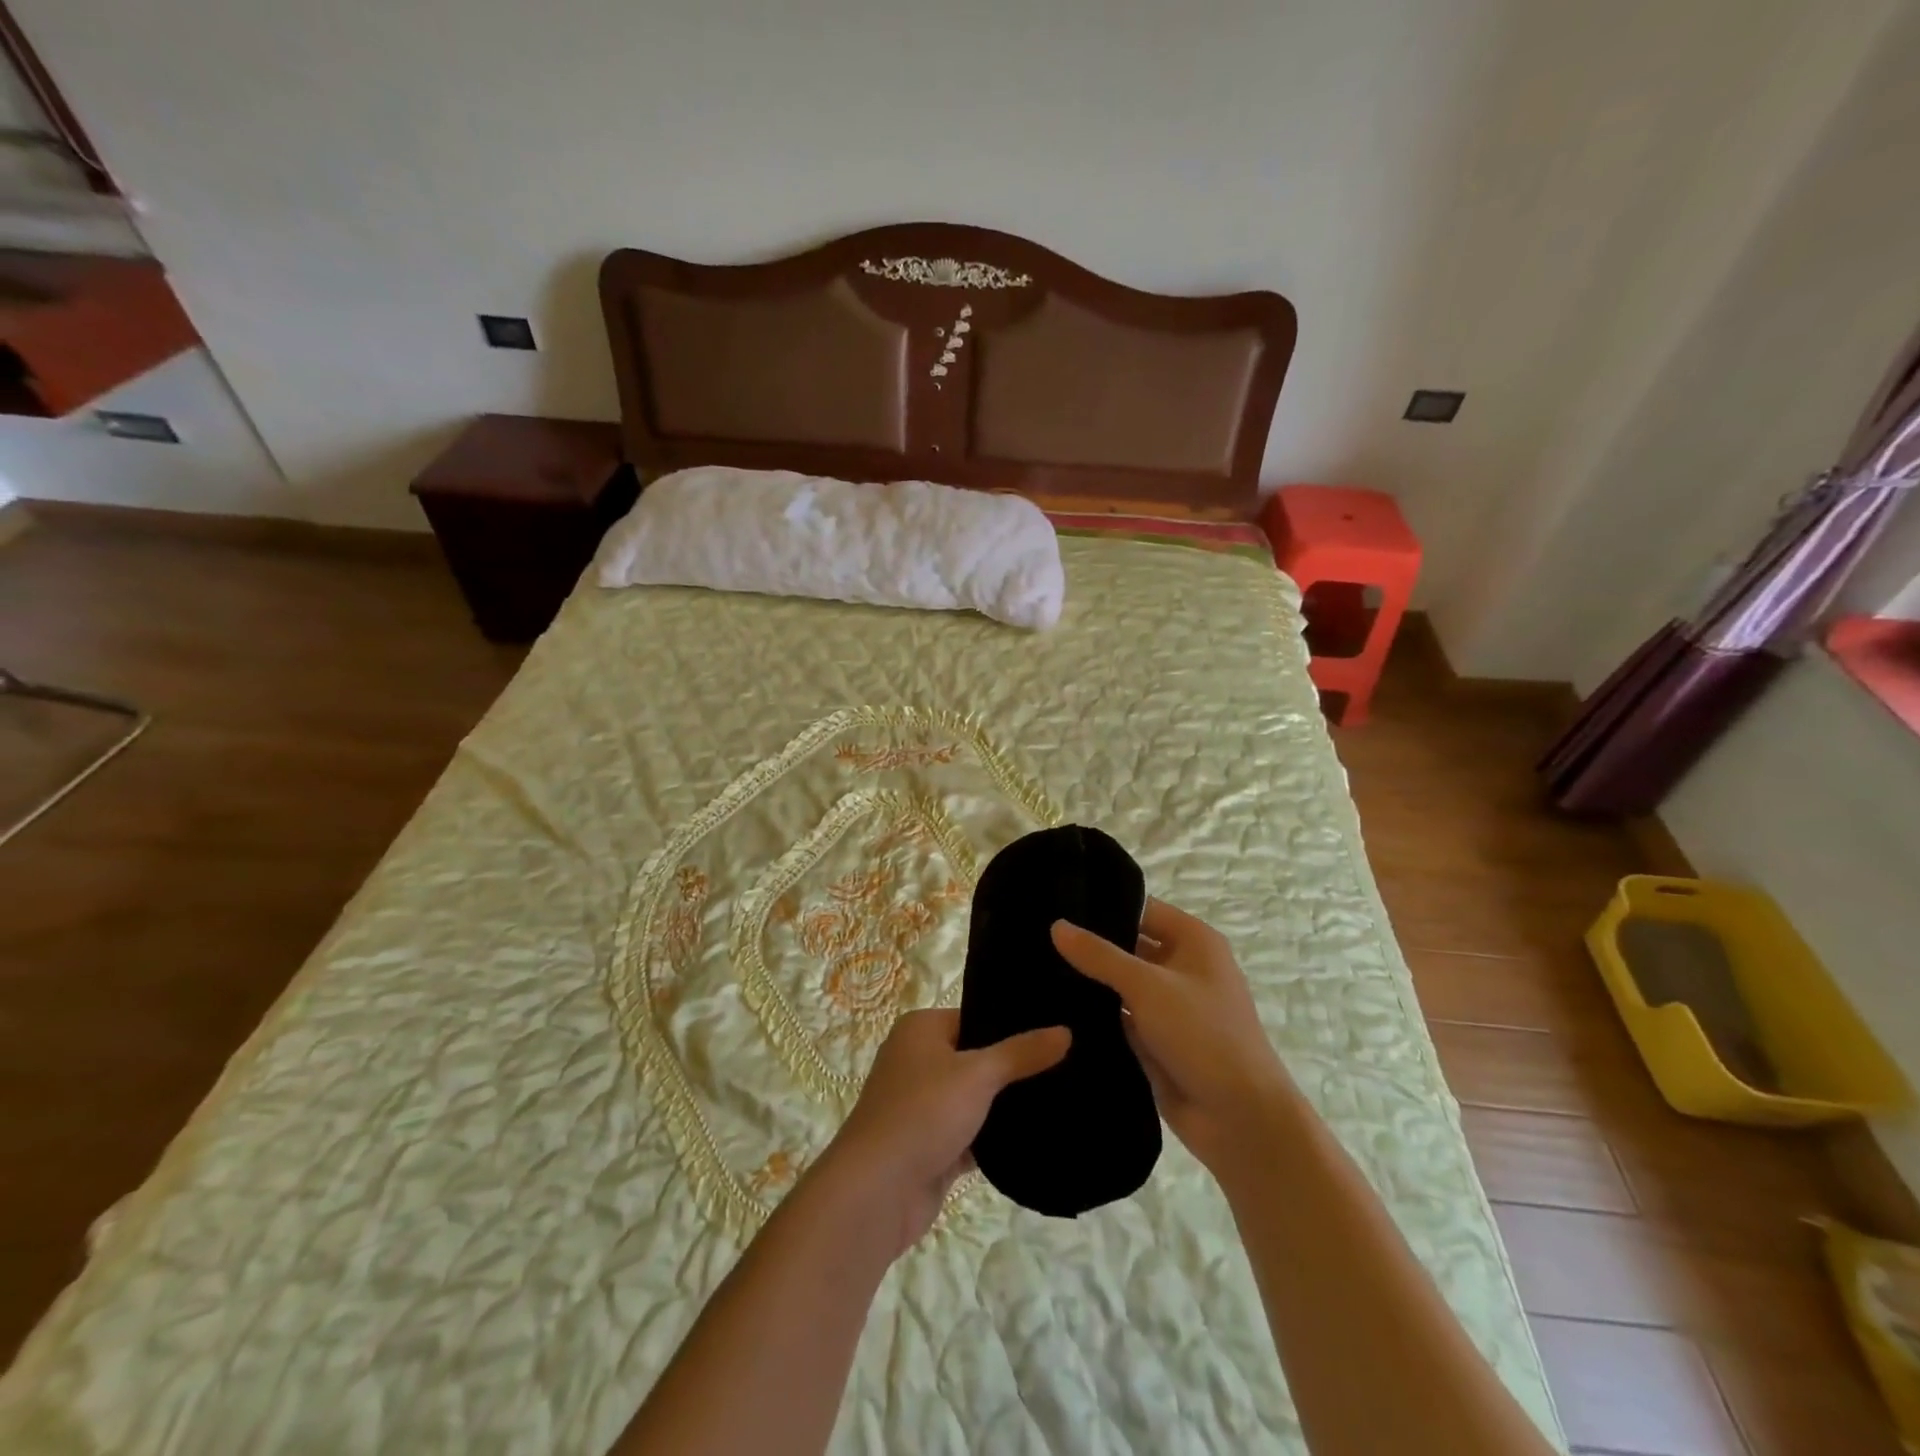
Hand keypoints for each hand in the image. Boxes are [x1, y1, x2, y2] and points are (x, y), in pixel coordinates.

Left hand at [820, 1008, 1068, 1257]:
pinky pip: (972, 1136)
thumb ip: (1022, 1053)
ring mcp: (923, 1107)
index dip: (1012, 1026)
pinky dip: (996, 1140)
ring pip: (976, 1100)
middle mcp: (918, 1061)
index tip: (1055, 1033)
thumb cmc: (923, 1113)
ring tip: (1062, 1100)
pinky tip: (1038, 1139)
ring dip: (1006, 1107)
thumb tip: (1065, 1030)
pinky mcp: (931, 1147)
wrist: (877, 1192)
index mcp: (921, 1030)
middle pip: (976, 1058)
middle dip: (1014, 1069)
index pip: (975, 1018)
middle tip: (1068, 1067)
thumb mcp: (977, 1074)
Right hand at [1052, 899, 1293, 1174]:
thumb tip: (1056, 926)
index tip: (1054, 902)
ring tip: (1033, 966)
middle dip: (1088, 944)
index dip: (1101, 905)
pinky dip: (1093, 1012)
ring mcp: (1167, 1005)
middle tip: (1034, 936)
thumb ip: (1100, 955)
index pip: (1140, 908)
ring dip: (1087, 980)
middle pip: (1127, 945)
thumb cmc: (1203, 1035)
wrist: (1240, 1120)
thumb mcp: (1148, 986)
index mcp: (1193, 940)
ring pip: (1119, 983)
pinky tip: (1050, 1005)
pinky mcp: (1154, 1039)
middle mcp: (1181, 966)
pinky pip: (1117, 1016)